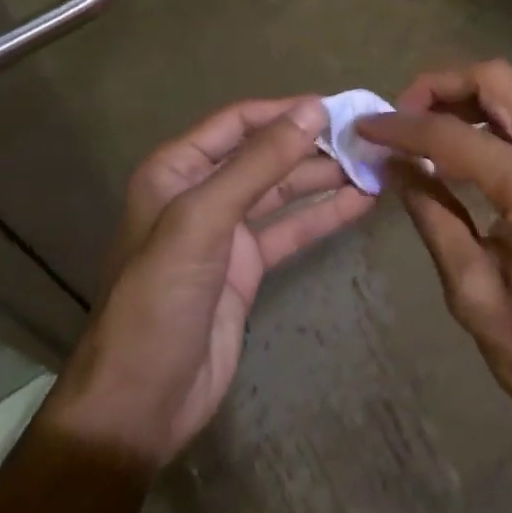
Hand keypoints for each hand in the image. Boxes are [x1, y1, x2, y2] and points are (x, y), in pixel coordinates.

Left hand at [41, 95, 374, 470]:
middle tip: (364, 138)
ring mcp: (226, 231)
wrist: (139, 405)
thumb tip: (313, 109)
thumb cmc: (160, 296)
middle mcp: (201, 191)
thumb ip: (260, 163)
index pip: (238, 122)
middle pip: (264, 154)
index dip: (284, 111)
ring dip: (324, 178)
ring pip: (282, 191)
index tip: (335, 107)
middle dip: (311, 145)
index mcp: (177, 168)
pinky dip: (323, 215)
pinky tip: (360, 203)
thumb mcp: (205, 218)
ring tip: (372, 165)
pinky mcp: (247, 268)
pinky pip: (290, 230)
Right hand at [356, 62, 511, 455]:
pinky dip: (489, 119)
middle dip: (440, 85)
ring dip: (465, 98)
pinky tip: (462, 152)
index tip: (365, 127)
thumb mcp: (475, 294)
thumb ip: (433, 216)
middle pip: (496, 79)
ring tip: (424, 131)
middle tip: (402, 117)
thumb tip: (395, 165)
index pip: (454, 136)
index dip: (402, 128)